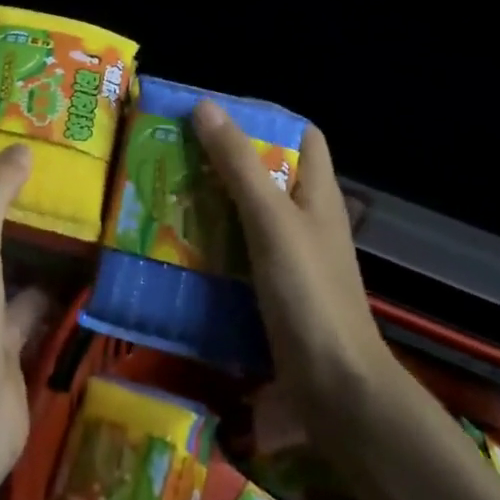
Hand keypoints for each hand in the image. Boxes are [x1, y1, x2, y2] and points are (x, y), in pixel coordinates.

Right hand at [192, 101, 393, 415]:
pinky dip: (207, 244)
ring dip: (208, 203)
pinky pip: (235, 254)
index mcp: (317, 194)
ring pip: (244, 215)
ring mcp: (288, 259)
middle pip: (265, 174)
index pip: (301, 136)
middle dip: (221, 160)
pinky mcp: (270, 292)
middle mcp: (305, 221)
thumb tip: (205, 106)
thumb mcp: (271, 221)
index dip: (265, 118)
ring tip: (162, 192)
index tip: (216, 115)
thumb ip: (239, 165)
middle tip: (172, 152)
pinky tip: (173, 245)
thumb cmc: (309, 295)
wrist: (336, 393)